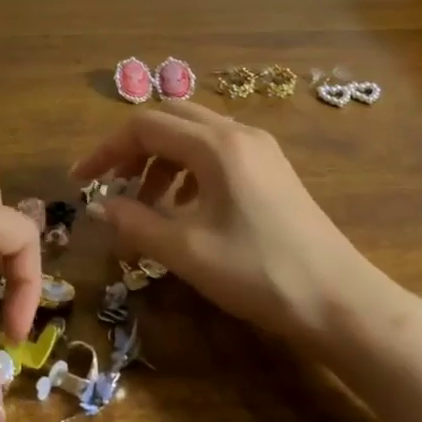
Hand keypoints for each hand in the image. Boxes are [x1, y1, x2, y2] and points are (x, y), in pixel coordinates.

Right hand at [71, 100, 391, 344]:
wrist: (340, 301)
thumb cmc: (259, 273)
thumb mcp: (188, 251)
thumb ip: (136, 223)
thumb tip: (99, 206)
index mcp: (216, 145)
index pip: (145, 126)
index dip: (107, 150)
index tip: (81, 181)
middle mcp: (238, 133)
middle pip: (170, 120)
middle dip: (134, 149)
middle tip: (113, 185)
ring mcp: (260, 148)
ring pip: (195, 135)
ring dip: (162, 160)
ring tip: (148, 204)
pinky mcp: (272, 168)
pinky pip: (217, 152)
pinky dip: (189, 169)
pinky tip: (187, 208)